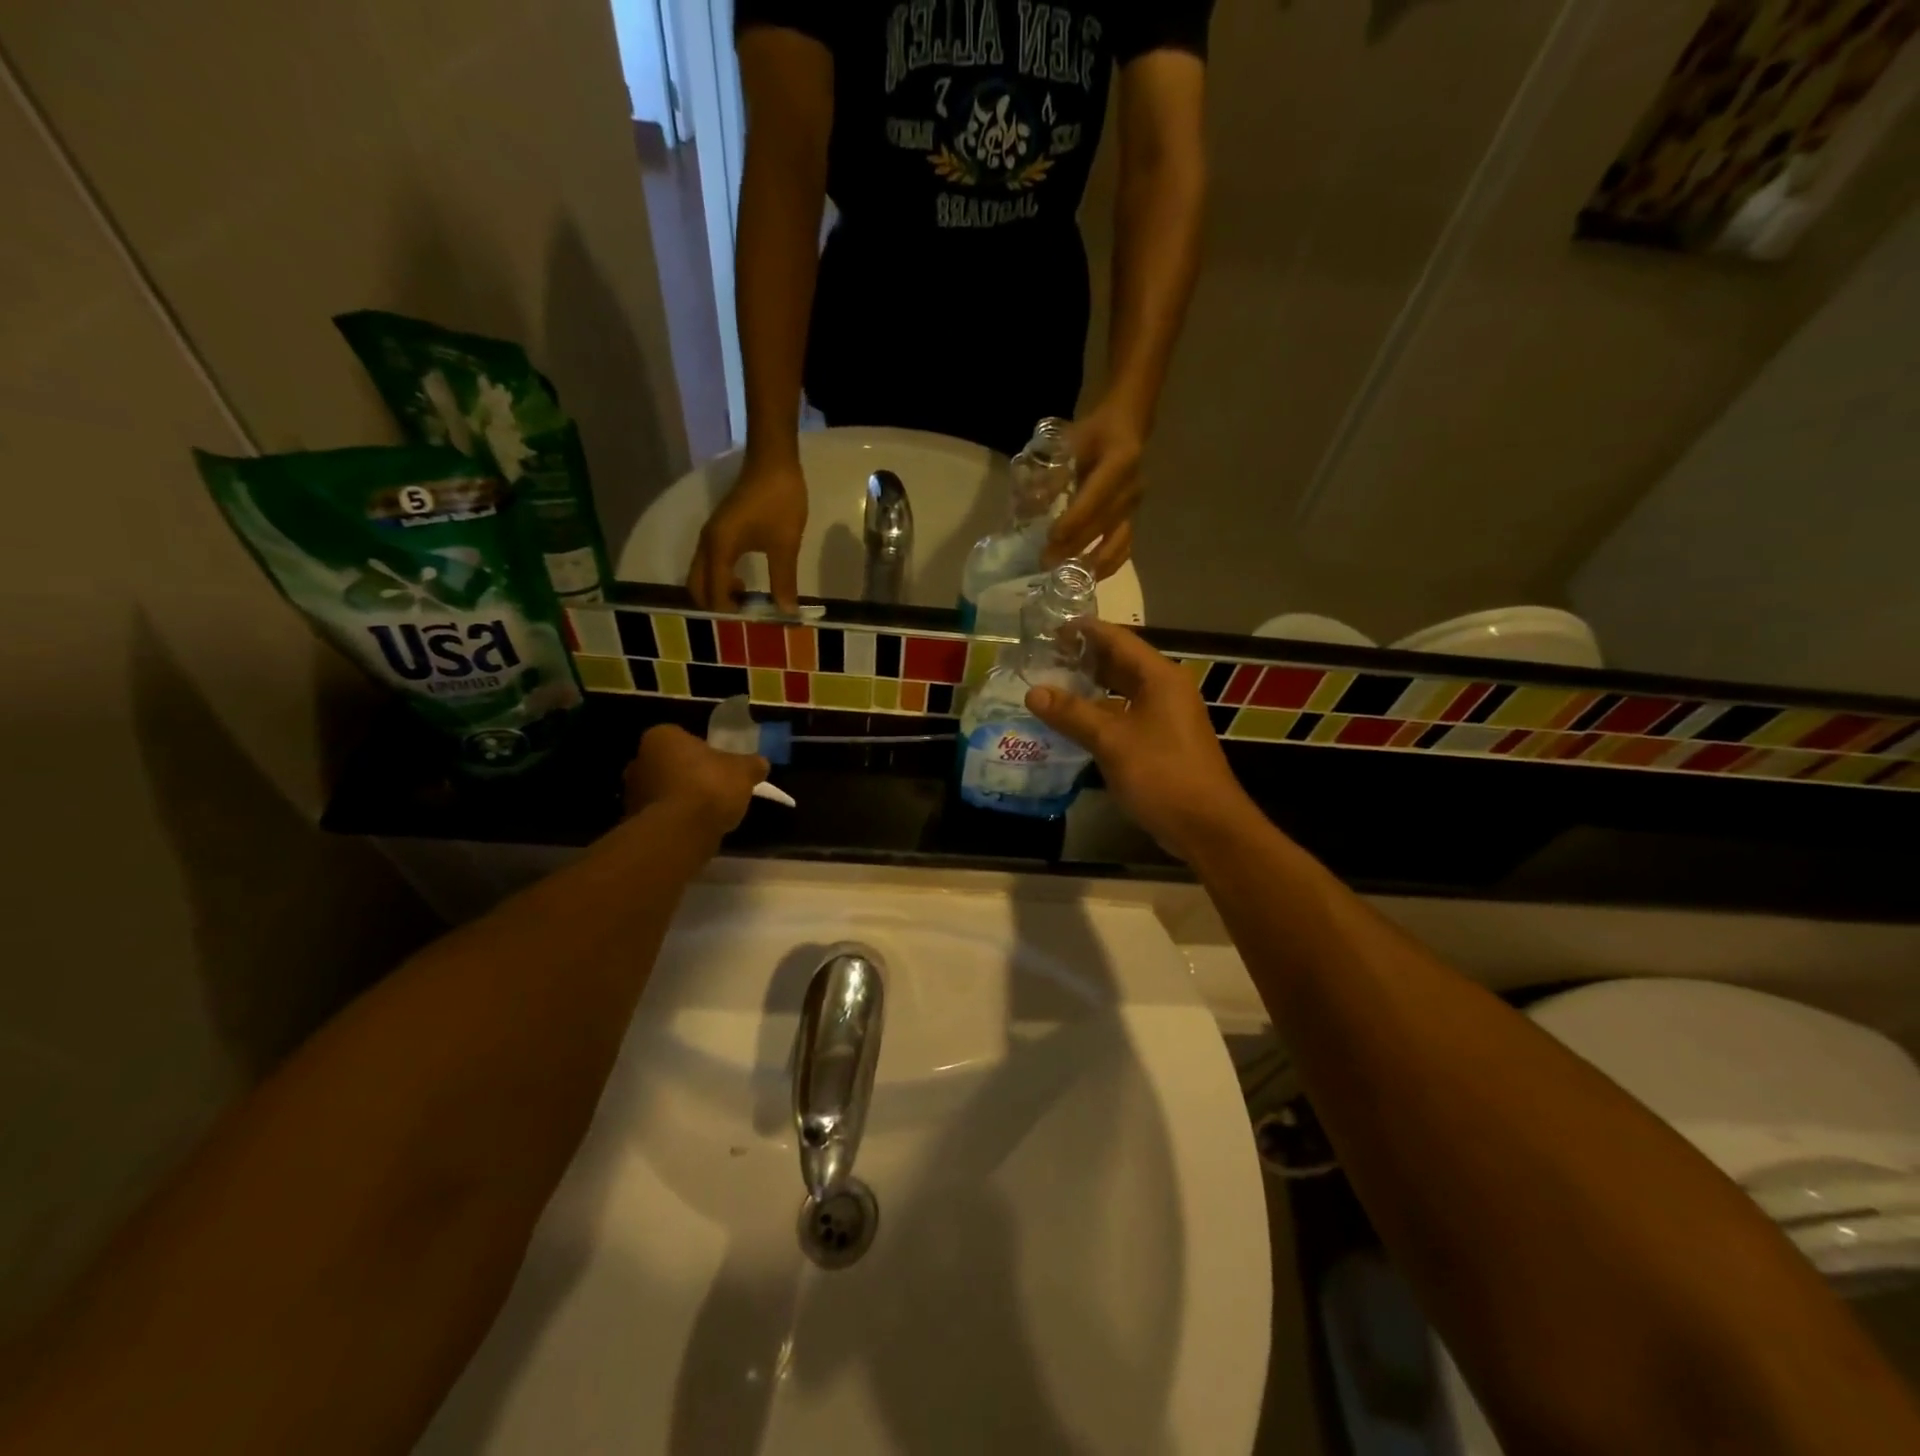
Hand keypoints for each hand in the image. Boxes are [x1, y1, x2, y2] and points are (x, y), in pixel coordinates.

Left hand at [623, 725, 768, 838]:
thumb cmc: (710, 786)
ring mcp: (631, 793)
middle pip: (669, 764)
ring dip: (679, 799)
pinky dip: (674, 820)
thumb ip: (752, 764)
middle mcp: (639, 760)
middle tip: (713, 788)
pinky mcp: (633, 822)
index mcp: (662, 737)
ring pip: (662, 791)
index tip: (720, 766)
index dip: (703, 752)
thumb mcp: (744, 771)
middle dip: (687, 774)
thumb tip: (760, 764)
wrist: (680, 832)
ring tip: (707, 813)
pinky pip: (660, 816)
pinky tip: (695, 829)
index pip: (682, 738)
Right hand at [687, 454, 808, 612]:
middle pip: (697, 587)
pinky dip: (720, 580)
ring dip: (717, 593)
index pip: (714, 594)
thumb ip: (784, 581)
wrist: (773, 461)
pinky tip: (744, 584)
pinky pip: (710, 564)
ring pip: (702, 575)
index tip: (752, 626)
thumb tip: (787, 613)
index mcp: (719, 549)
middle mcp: (707, 545)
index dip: (730, 614)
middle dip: (716, 606)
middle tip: (745, 617)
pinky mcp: (719, 532)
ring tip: (747, 603)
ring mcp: (710, 537)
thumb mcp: (785, 545)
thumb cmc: (779, 501)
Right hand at [1023, 619, 1254, 861]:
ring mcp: (1165, 716)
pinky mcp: (1161, 740)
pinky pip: (1125, 714)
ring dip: (1089, 686)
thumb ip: (1072, 713)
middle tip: (1043, 656)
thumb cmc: (1161, 774)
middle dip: (1083, 657)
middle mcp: (1165, 689)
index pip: (1117, 639)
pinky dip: (1099, 712)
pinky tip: (1073, 721)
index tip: (1049, 627)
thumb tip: (1033, 691)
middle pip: (1120, 662)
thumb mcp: (1111, 741)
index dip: (1083, 631)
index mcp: (1159, 677)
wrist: (1206, 826)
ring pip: (1121, 690)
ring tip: (1051, 684)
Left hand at [1046, 399, 1145, 578]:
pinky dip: (1108, 565)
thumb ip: (1055, 472)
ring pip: (1118, 541)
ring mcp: (1135, 506)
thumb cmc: (1095, 433)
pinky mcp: (1133, 519)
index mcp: (1121, 462)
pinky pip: (1124, 547)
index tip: (1052, 537)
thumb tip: (1032, 504)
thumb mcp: (1073, 441)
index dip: (1075, 519)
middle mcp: (1132, 488)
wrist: (1127, 428)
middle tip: (1047, 563)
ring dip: (1093, 563)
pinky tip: (1090, 578)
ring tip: (1068, 579)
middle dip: (1075, 547)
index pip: (1096, 497)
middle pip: (1103, 524)